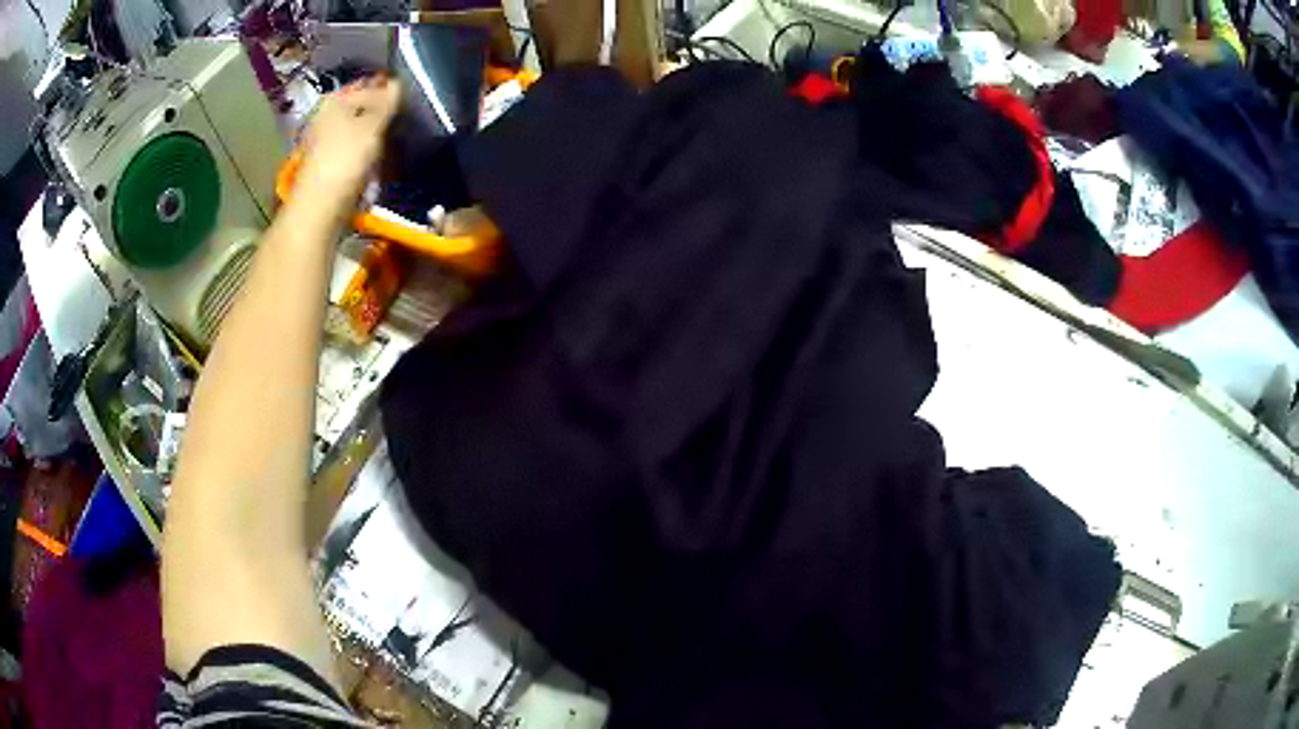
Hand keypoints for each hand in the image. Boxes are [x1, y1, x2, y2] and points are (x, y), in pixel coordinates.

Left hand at [295, 76, 400, 210]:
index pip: (370, 85)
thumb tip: (397, 82)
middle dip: (382, 113)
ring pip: (358, 129)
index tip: (412, 101)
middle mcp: (326, 115)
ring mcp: (324, 140)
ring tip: (396, 140)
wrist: (319, 208)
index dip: (391, 91)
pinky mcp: (327, 163)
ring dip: (376, 134)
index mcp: (335, 100)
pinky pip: (353, 148)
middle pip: (362, 107)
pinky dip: (366, 151)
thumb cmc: (345, 159)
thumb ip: (386, 102)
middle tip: (406, 121)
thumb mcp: (372, 125)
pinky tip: (379, 159)